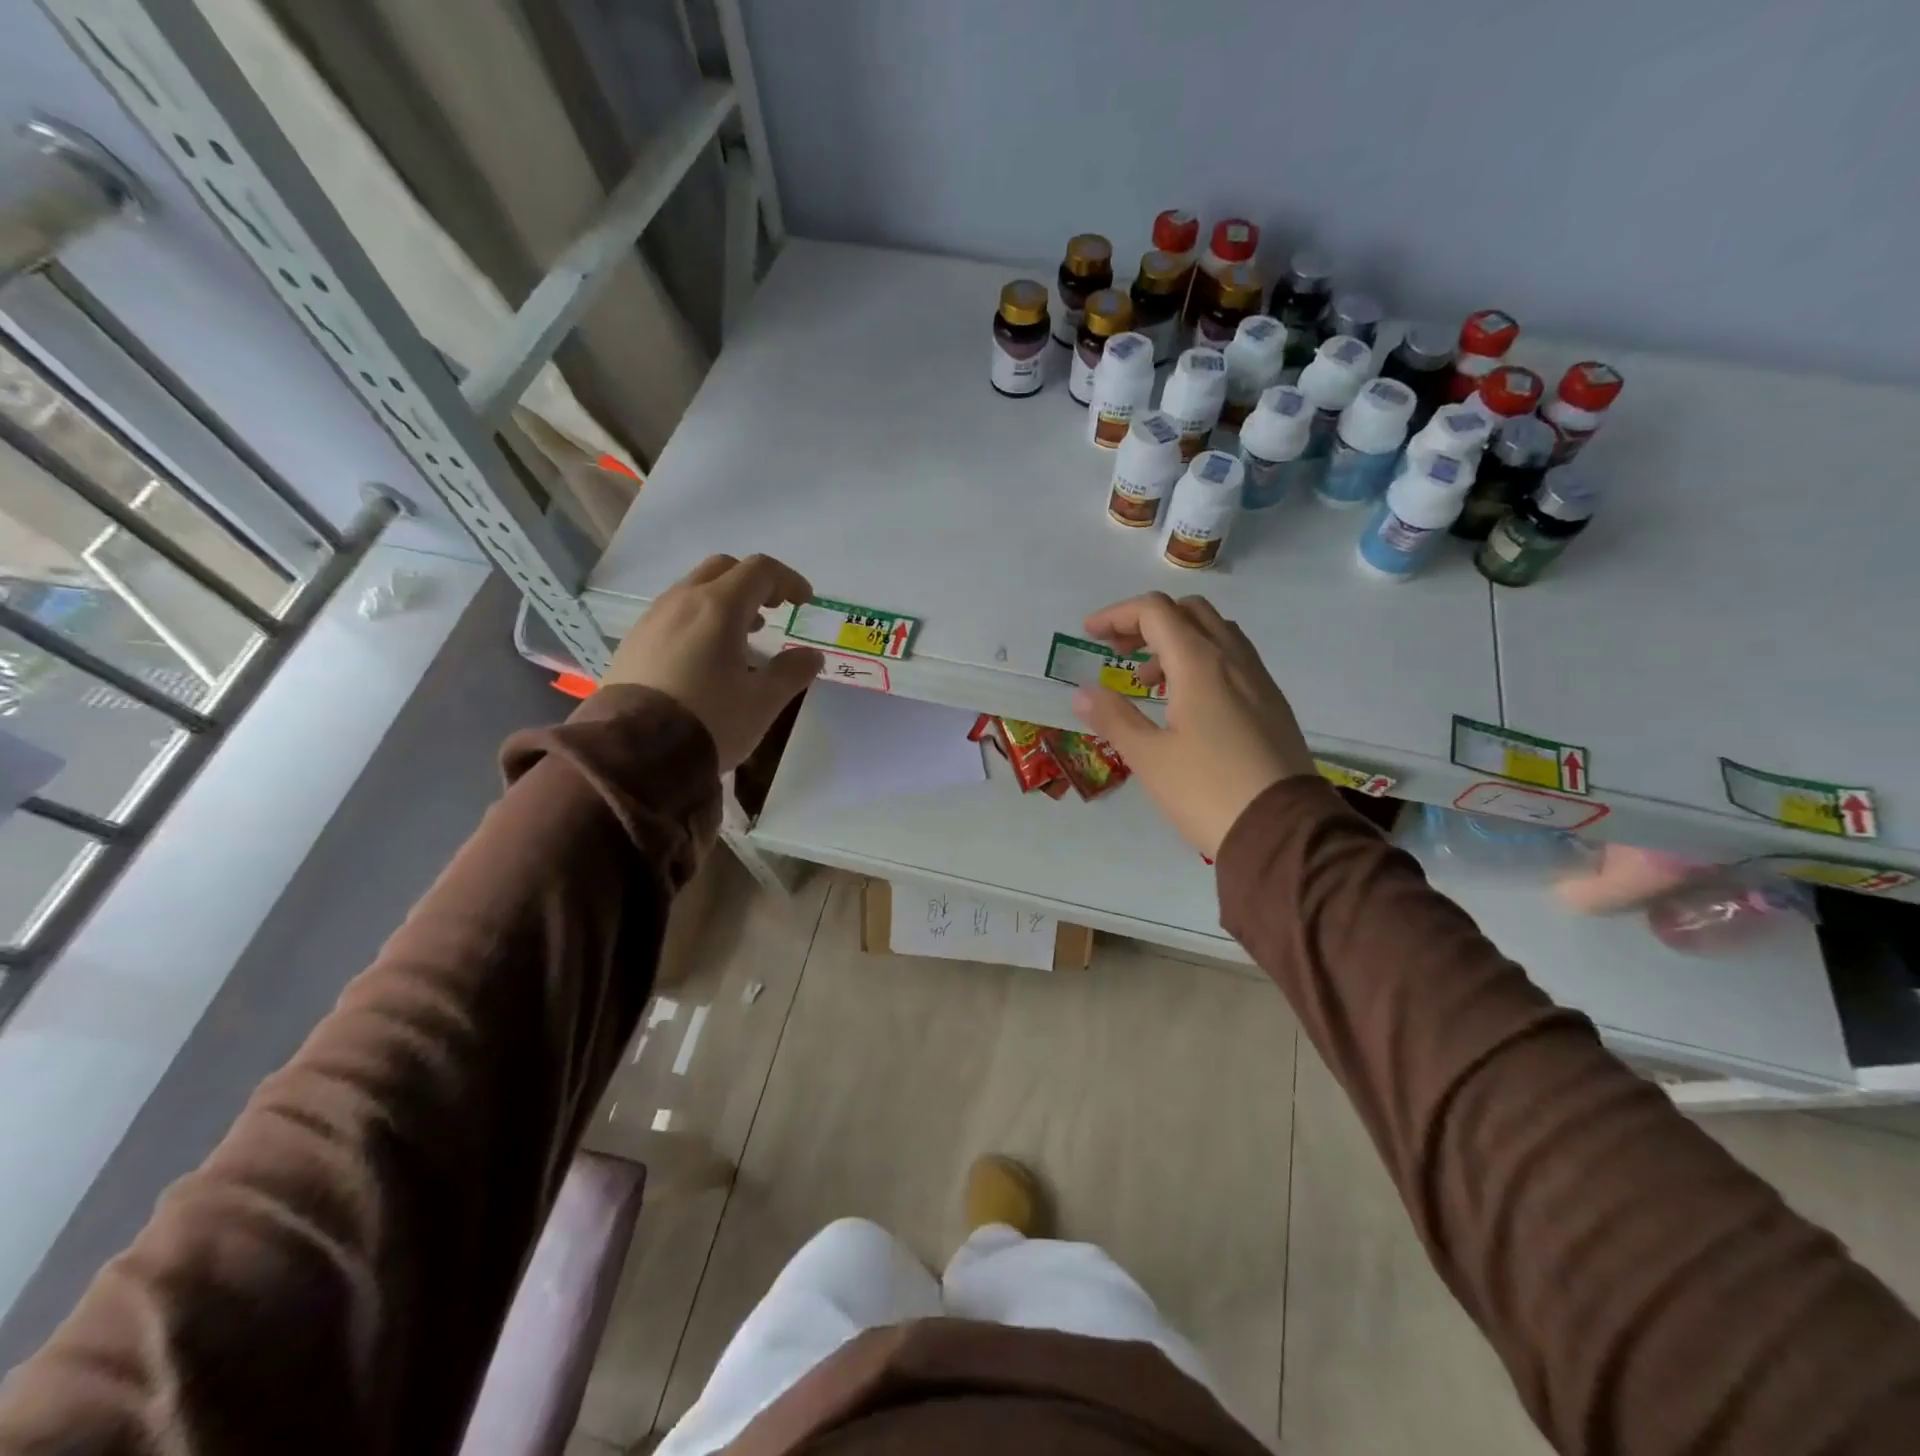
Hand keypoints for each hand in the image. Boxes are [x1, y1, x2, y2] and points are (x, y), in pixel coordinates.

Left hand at [604, 553, 822, 770]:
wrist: (633, 752)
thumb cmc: (709, 720)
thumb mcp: (763, 701)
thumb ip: (792, 672)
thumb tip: (811, 655)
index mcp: (719, 607)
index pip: (760, 571)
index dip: (788, 581)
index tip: (804, 603)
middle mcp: (682, 601)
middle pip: (723, 569)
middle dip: (753, 583)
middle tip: (772, 610)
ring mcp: (652, 619)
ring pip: (693, 590)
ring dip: (724, 602)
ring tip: (741, 637)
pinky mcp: (633, 642)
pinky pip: (672, 614)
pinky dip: (698, 621)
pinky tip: (705, 657)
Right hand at [1072, 592, 1315, 857]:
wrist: (1282, 831)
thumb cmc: (1207, 791)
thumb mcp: (1149, 757)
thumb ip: (1113, 718)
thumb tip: (1083, 693)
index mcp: (1201, 664)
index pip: (1155, 612)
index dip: (1117, 615)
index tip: (1089, 635)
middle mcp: (1234, 659)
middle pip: (1188, 612)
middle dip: (1147, 623)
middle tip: (1118, 652)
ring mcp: (1259, 680)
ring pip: (1215, 633)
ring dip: (1176, 642)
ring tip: (1149, 683)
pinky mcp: (1272, 704)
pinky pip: (1233, 659)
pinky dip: (1201, 661)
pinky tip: (1187, 703)